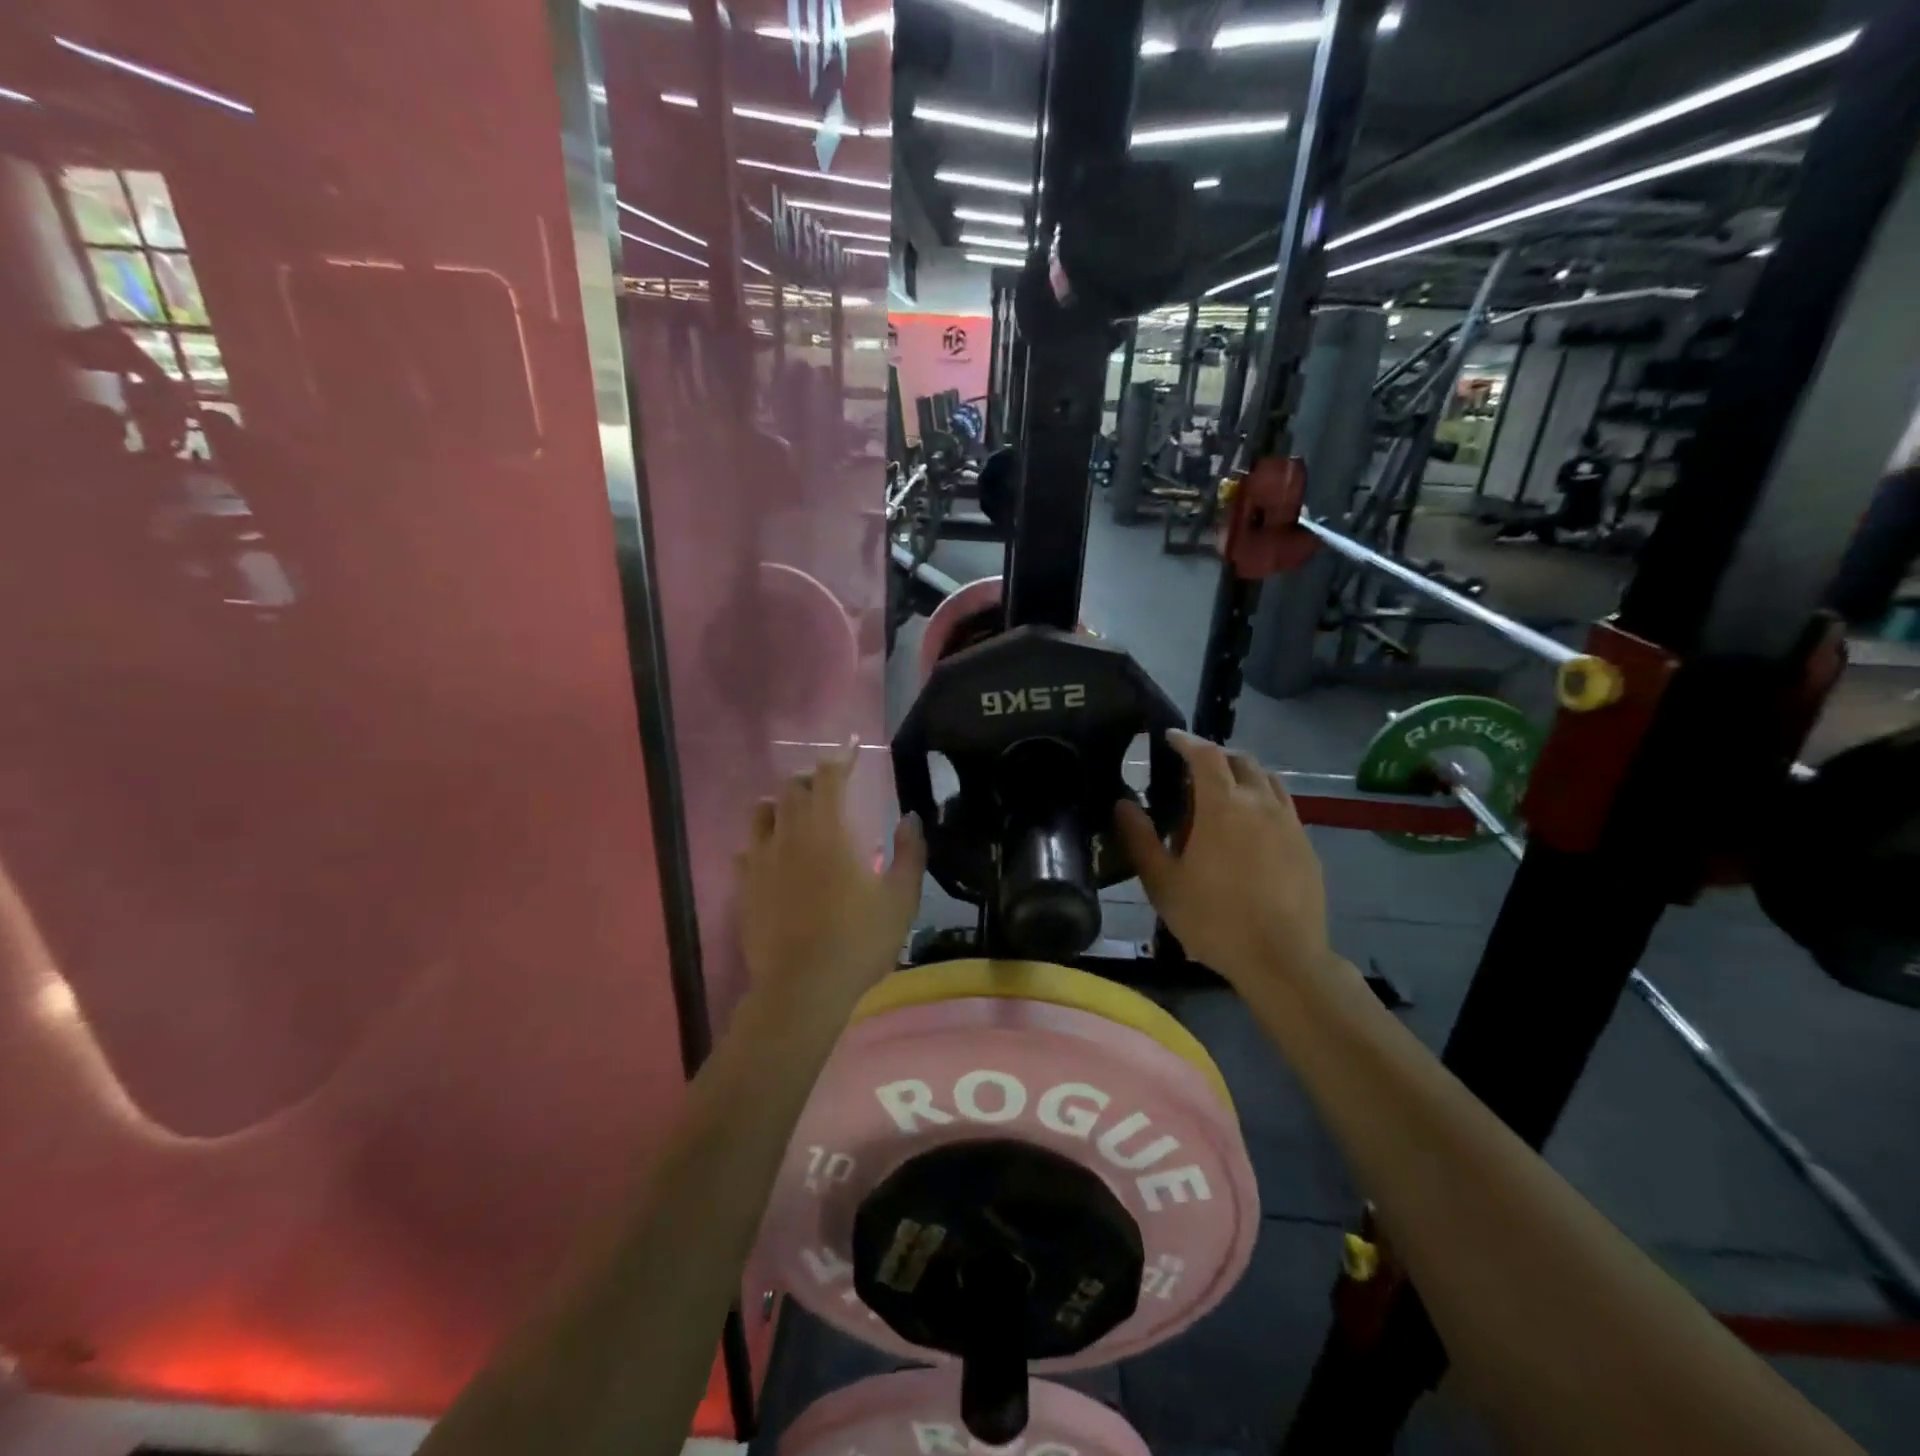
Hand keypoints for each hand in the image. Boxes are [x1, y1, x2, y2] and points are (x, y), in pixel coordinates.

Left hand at [736, 747, 924, 1016]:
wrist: (802, 988)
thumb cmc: (858, 941)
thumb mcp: (901, 899)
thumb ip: (910, 853)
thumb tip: (910, 818)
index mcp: (829, 830)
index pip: (831, 776)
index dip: (842, 756)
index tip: (852, 745)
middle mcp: (791, 834)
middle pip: (793, 788)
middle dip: (812, 778)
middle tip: (829, 784)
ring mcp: (762, 859)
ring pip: (764, 812)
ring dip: (782, 803)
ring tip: (796, 810)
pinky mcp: (745, 886)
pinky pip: (747, 848)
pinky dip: (761, 839)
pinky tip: (771, 852)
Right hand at [1114, 730, 1329, 988]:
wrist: (1282, 959)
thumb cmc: (1214, 919)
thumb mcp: (1162, 882)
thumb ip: (1140, 839)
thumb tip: (1122, 804)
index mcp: (1222, 806)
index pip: (1206, 754)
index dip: (1186, 740)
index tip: (1170, 738)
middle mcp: (1260, 803)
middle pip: (1241, 760)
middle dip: (1215, 755)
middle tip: (1193, 770)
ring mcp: (1289, 823)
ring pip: (1269, 780)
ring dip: (1244, 775)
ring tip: (1225, 793)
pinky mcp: (1306, 845)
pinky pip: (1284, 807)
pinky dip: (1263, 801)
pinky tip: (1251, 829)